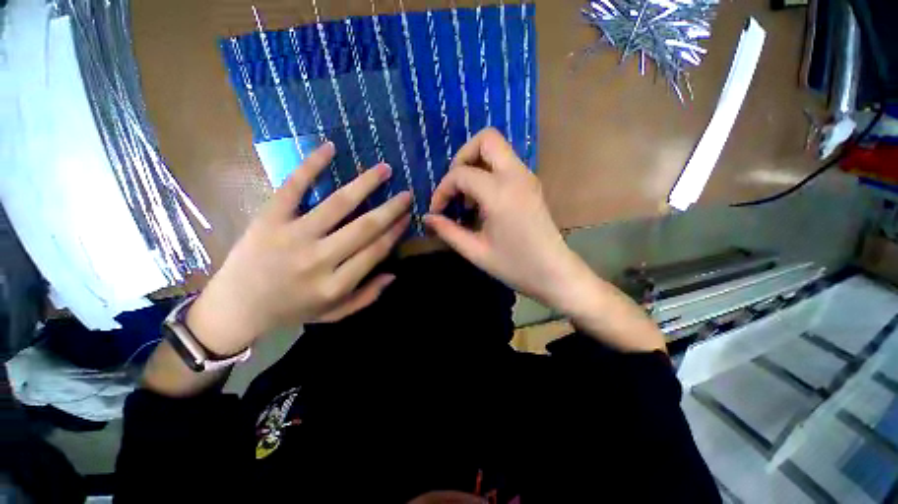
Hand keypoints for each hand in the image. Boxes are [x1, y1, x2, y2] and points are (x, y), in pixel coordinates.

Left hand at [188, 142, 410, 355]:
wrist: (235, 308)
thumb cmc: (290, 311)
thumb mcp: (333, 314)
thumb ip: (366, 297)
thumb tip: (393, 274)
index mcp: (336, 284)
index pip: (376, 250)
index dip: (395, 231)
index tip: (408, 217)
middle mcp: (319, 259)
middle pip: (365, 227)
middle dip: (391, 208)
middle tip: (407, 193)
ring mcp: (292, 236)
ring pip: (338, 204)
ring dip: (366, 183)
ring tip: (384, 169)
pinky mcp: (269, 219)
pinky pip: (294, 187)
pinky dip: (312, 165)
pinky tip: (330, 147)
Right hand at [425, 129, 664, 352]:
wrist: (554, 272)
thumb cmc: (514, 265)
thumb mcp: (475, 251)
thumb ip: (448, 231)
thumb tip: (427, 217)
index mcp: (500, 193)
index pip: (461, 174)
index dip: (442, 190)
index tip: (437, 211)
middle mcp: (516, 176)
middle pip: (486, 139)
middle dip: (462, 158)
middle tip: (454, 187)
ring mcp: (527, 177)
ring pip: (497, 148)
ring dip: (476, 164)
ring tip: (467, 197)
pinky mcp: (531, 184)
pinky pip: (505, 163)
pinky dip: (488, 172)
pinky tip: (483, 201)